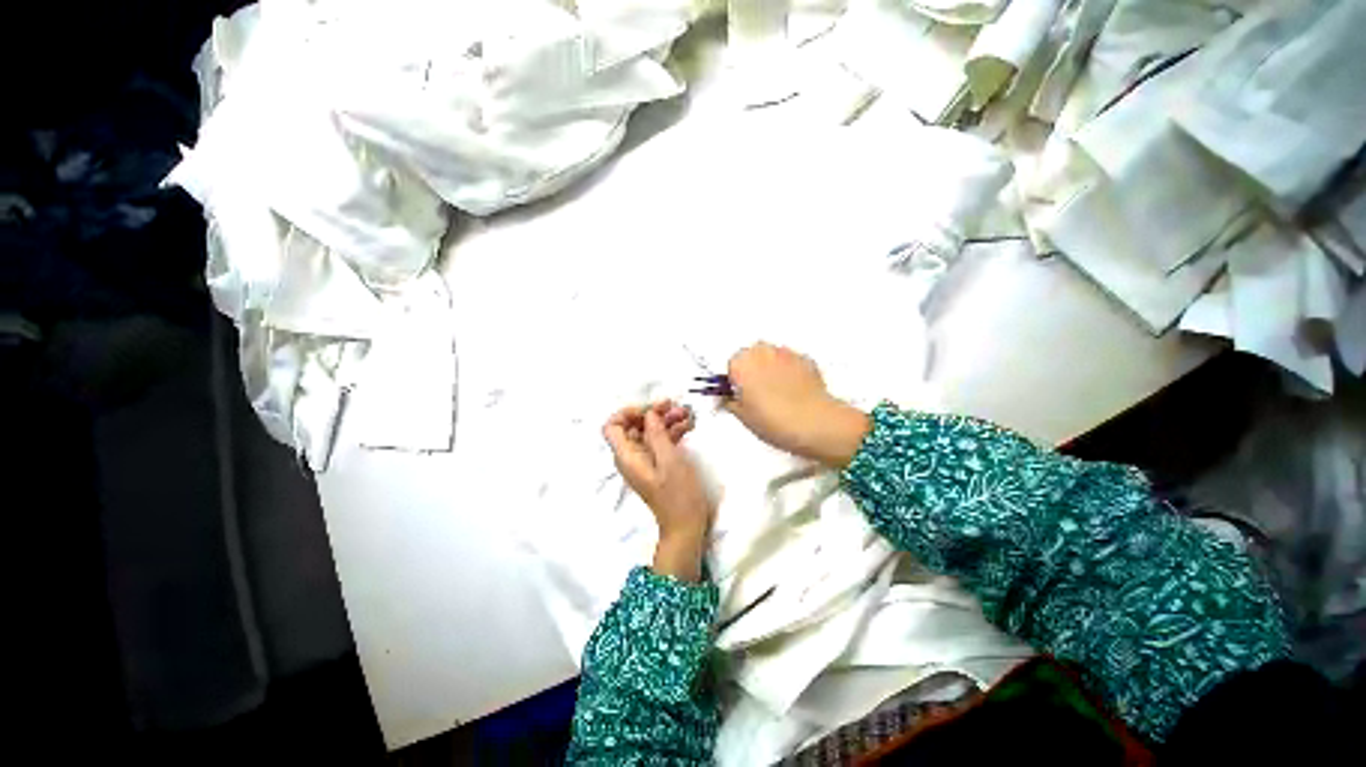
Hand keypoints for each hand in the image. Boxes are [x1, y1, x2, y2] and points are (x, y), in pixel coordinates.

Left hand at [603, 401, 712, 580]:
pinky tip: (688, 425)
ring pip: (650, 431)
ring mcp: (645, 460)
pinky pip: (660, 441)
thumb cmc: (678, 494)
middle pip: (634, 426)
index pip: (612, 427)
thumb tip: (649, 413)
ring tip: (687, 414)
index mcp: (627, 456)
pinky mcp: (658, 463)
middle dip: (653, 413)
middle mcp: (631, 456)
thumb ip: (656, 434)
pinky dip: (672, 431)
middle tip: (675, 406)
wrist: (686, 525)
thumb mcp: (669, 461)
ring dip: (666, 420)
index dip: (627, 413)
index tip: (650, 410)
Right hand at [724, 343, 870, 467]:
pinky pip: (791, 362)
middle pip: (751, 356)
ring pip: (772, 357)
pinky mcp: (806, 359)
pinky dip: (789, 372)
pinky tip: (793, 392)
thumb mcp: (743, 417)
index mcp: (742, 363)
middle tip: (757, 395)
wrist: (814, 423)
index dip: (735, 381)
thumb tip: (728, 399)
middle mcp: (762, 352)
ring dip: (771, 369)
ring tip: (778, 395)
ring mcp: (786, 353)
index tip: (740, 395)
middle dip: (752, 371)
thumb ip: (731, 403)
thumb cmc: (774, 421)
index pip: (731, 365)